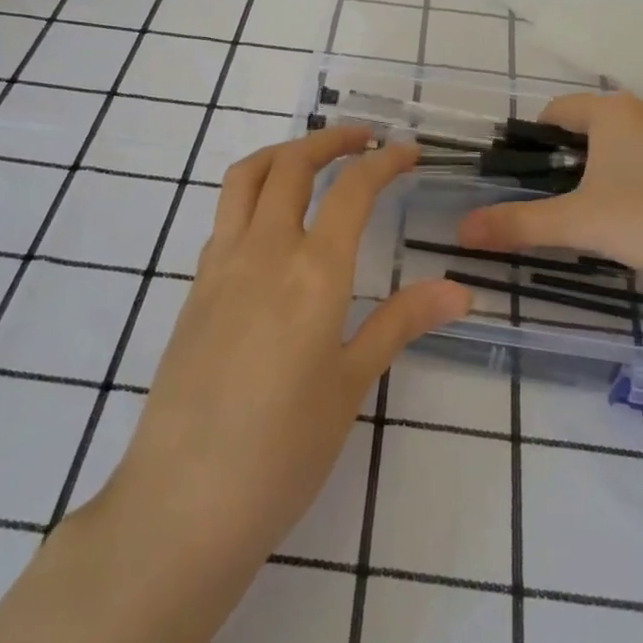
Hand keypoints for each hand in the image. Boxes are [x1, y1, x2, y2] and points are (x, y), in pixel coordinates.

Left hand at [105, 127, 471, 561]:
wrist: (183, 503)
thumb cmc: (283, 449)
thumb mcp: (351, 384)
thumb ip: (401, 322)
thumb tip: (459, 290)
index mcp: (313, 272)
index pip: (352, 190)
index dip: (384, 162)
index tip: (409, 152)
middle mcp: (264, 252)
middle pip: (292, 165)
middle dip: (330, 140)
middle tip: (364, 140)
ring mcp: (220, 265)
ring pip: (247, 178)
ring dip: (283, 154)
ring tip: (313, 160)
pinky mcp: (195, 288)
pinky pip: (225, 216)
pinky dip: (254, 194)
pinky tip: (274, 224)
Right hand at [457, 93, 642, 313]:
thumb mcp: (579, 223)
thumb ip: (518, 223)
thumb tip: (462, 231)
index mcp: (614, 111)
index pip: (555, 111)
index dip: (532, 142)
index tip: (525, 180)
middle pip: (590, 127)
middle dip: (569, 161)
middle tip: (559, 204)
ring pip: (626, 145)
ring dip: (605, 172)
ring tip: (601, 217)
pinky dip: (642, 181)